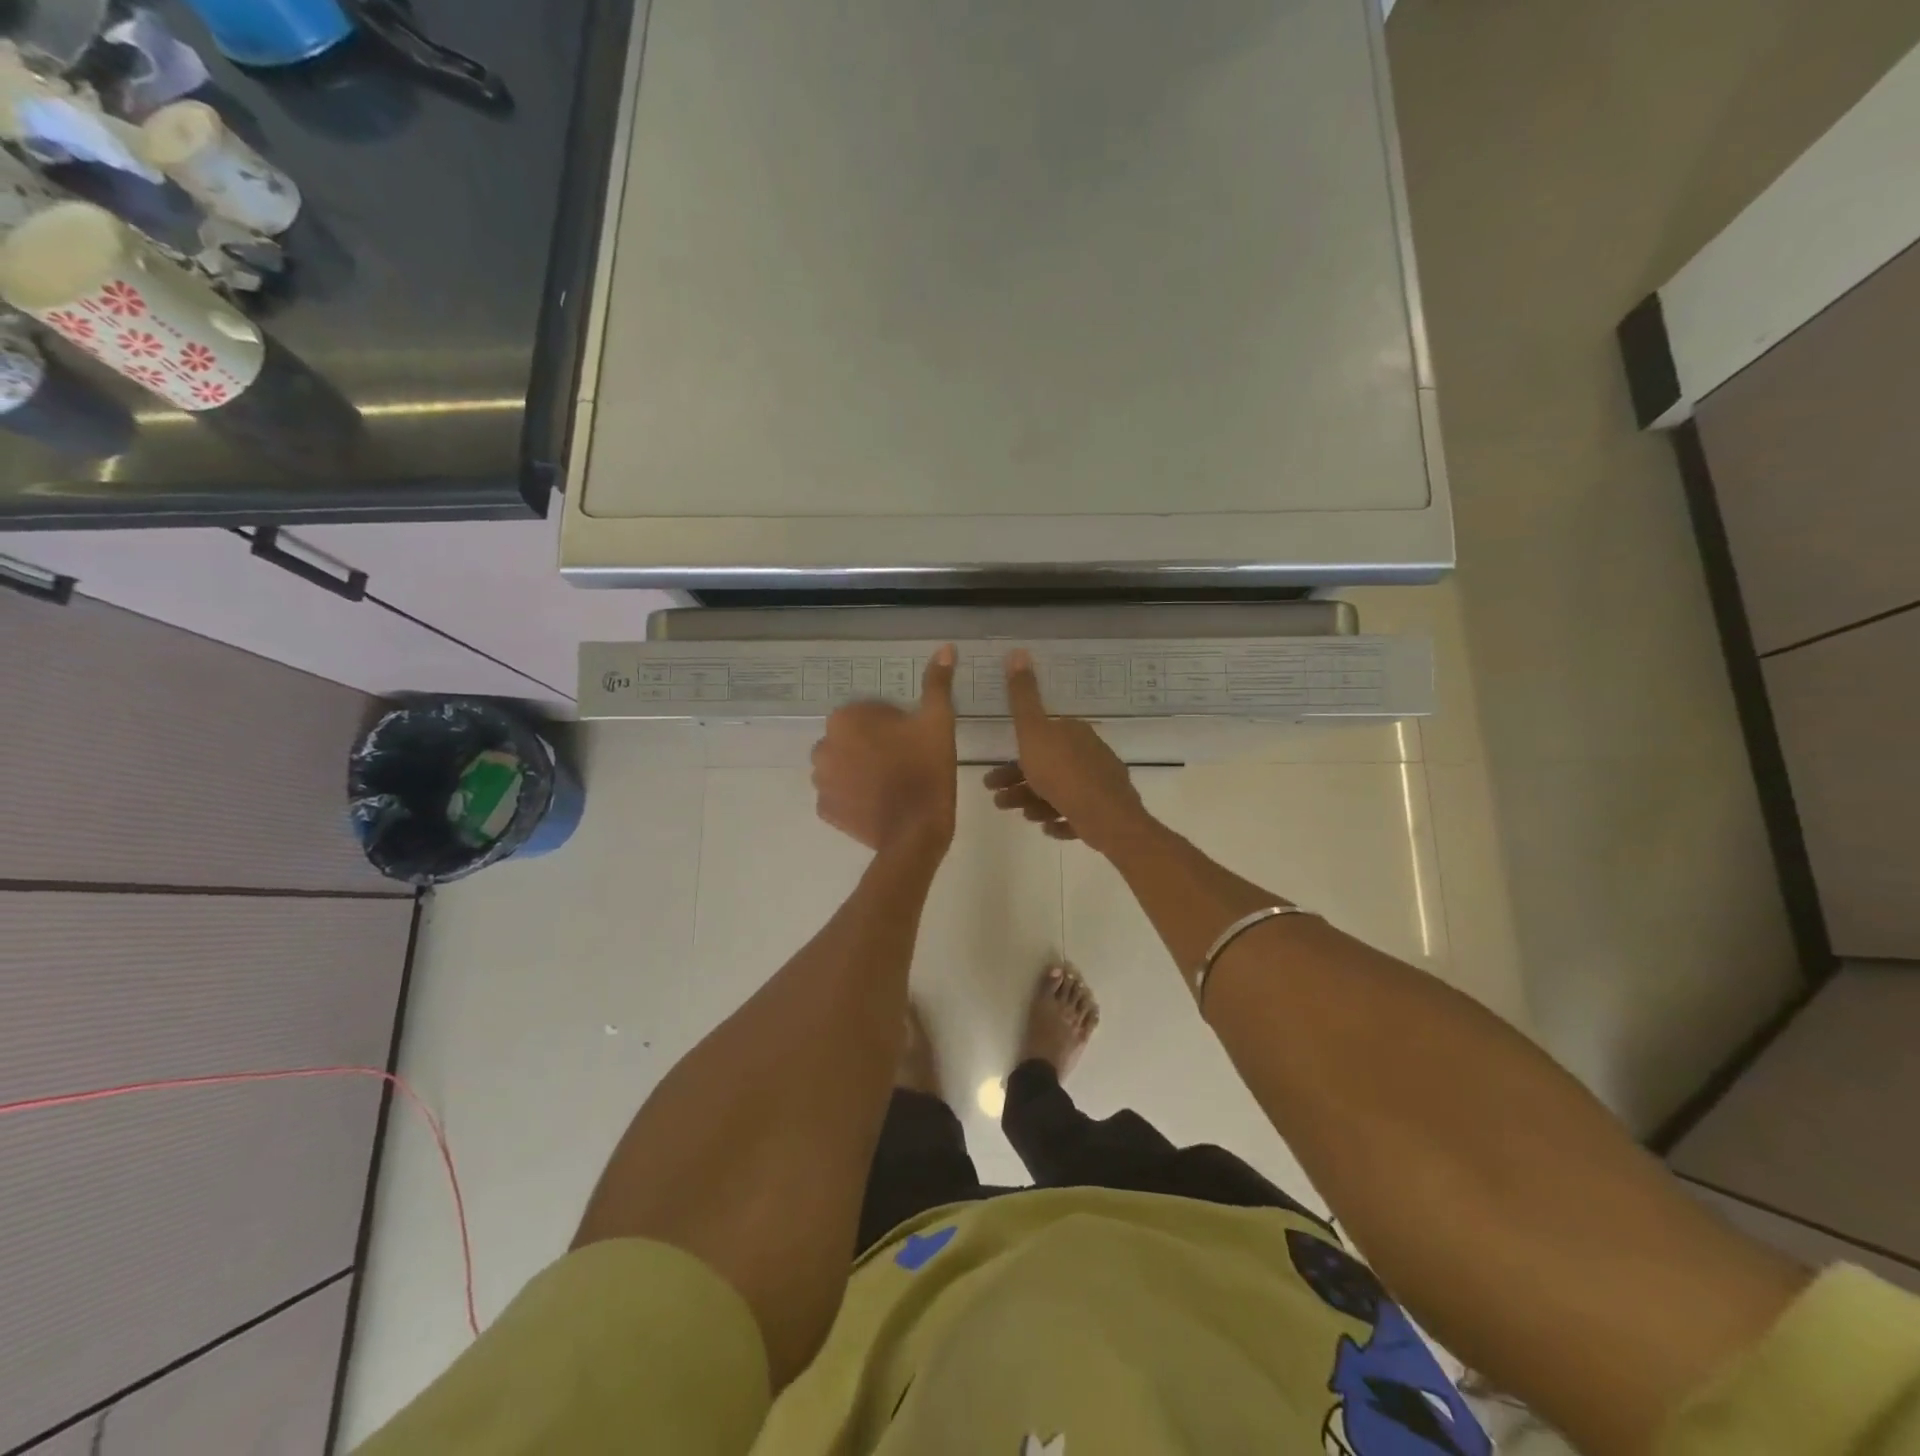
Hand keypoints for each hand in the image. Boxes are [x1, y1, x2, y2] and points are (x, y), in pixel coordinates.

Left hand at [811, 647, 957, 851]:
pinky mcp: (824, 810)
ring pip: (842, 765)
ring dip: (859, 769)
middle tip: (905, 763)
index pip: (870, 712)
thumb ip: (937, 683)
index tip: (914, 741)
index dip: (895, 725)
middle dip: (873, 746)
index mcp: (847, 719)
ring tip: (891, 785)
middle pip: (852, 738)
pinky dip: (853, 796)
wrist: (915, 832)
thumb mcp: (938, 721)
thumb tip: (946, 648)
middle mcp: (823, 745)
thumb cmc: (927, 769)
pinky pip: (839, 795)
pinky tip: (877, 803)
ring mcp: (820, 780)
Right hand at [985, 649, 1151, 852]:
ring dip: (1035, 802)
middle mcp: (1090, 752)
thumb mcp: (1033, 731)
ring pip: (1060, 790)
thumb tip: (1018, 651)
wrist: (1105, 817)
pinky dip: (1061, 818)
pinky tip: (1047, 827)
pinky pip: (1077, 812)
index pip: (1040, 737)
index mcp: (1073, 731)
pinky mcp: (1106, 810)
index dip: (1015, 754)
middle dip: (1019, 782)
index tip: (992, 773)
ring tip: (1020, 816)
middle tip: (998, 799)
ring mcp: (1101, 782)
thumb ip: (1023, 696)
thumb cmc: (1062, 773)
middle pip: (1047, 765)